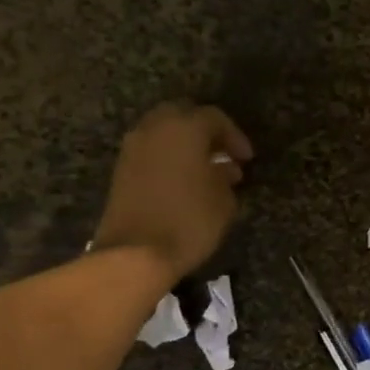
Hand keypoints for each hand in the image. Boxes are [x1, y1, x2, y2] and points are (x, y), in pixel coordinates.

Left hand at [92, 105, 253, 276]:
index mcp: (185, 129)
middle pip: (183, 115)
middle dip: (205, 132)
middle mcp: (155, 129)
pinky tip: (183, 181)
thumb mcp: (224, 200)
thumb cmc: (189, 221)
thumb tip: (224, 169)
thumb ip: (226, 176)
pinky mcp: (121, 170)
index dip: (235, 136)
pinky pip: (150, 151)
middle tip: (223, 154)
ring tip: (205, 170)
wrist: (135, 253)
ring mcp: (133, 149)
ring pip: (163, 132)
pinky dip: (167, 158)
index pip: (214, 118)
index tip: (247, 159)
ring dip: (184, 145)